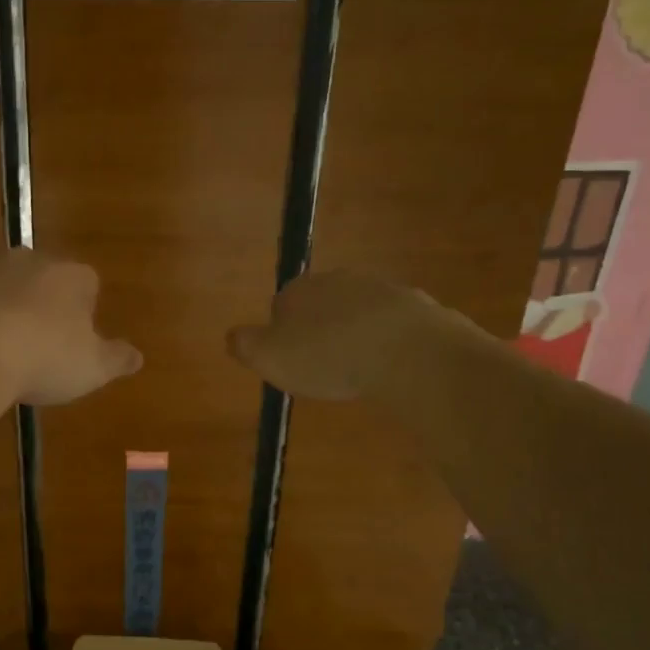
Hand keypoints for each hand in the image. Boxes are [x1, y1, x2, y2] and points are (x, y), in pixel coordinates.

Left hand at [0, 249, 141, 405]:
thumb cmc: (41, 360)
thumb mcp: (92, 369)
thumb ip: (117, 359)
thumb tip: (138, 356)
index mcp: (70, 277)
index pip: (85, 284)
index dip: (79, 312)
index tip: (70, 342)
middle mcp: (28, 259)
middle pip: (38, 278)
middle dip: (35, 303)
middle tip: (28, 345)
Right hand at [227, 270, 446, 400]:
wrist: (406, 351)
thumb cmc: (327, 357)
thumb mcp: (269, 358)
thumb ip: (245, 345)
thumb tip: (232, 335)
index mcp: (298, 291)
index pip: (282, 306)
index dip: (285, 334)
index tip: (293, 361)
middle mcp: (338, 280)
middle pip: (323, 304)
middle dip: (324, 329)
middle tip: (328, 366)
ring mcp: (381, 288)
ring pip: (362, 311)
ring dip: (360, 333)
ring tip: (363, 369)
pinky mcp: (417, 304)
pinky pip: (397, 324)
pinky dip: (393, 341)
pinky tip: (395, 366)